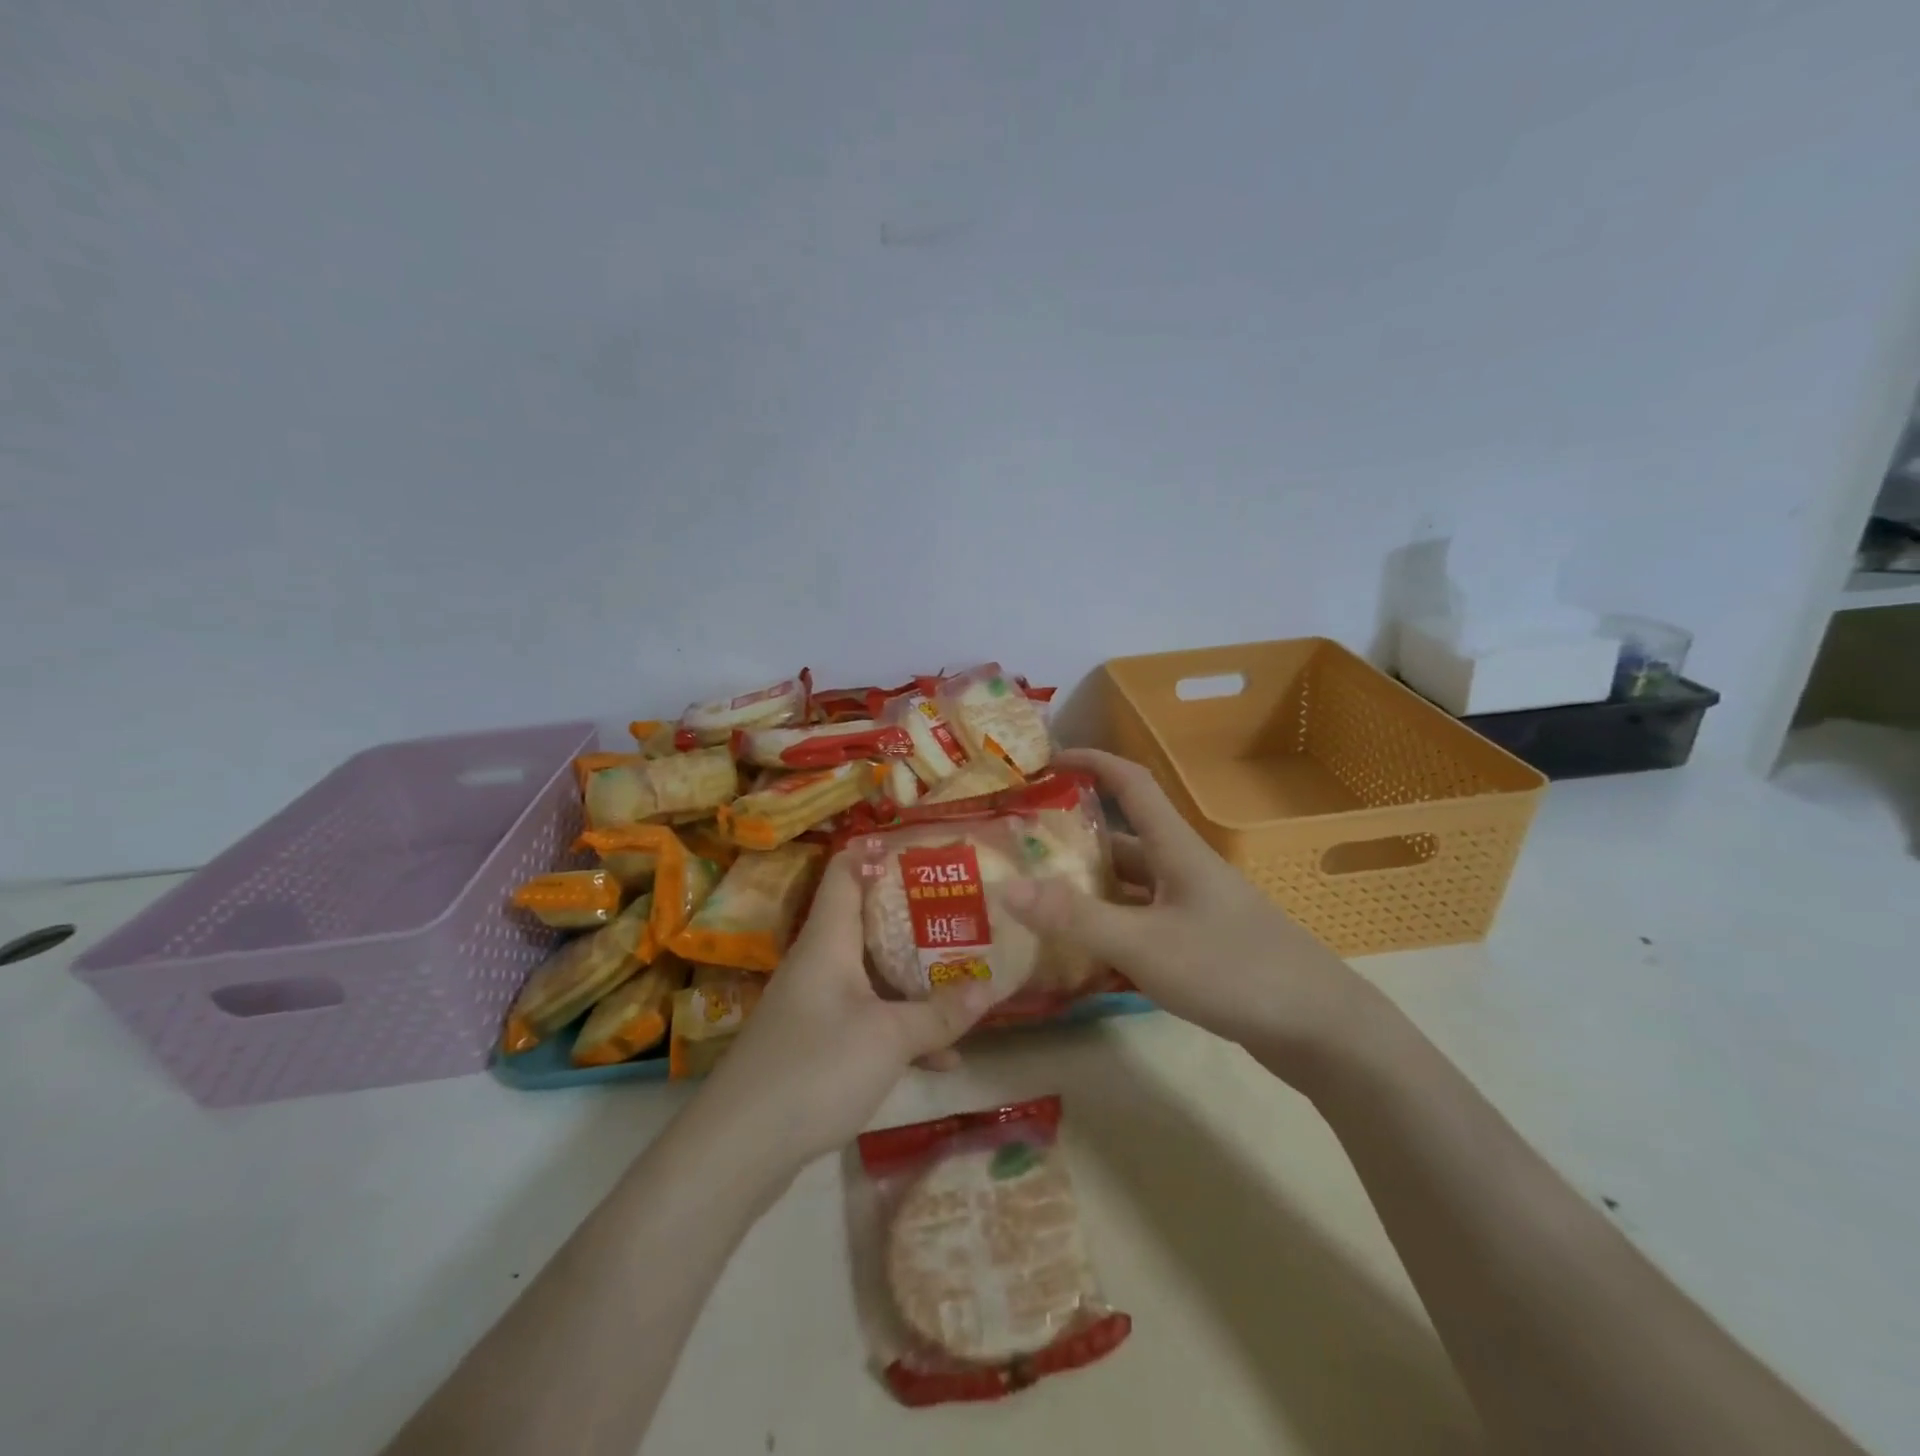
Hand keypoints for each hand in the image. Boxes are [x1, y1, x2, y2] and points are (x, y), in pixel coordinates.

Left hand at [701, 854, 997, 1167]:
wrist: (738, 1148)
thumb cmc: (815, 1068)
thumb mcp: (888, 1038)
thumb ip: (939, 1014)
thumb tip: (989, 988)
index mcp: (829, 940)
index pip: (847, 870)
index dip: (883, 854)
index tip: (930, 853)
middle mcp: (820, 962)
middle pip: (869, 922)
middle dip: (916, 918)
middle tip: (965, 913)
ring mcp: (816, 1004)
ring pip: (873, 974)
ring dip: (915, 978)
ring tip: (966, 976)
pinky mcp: (816, 1043)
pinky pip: (867, 1018)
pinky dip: (901, 1027)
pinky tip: (943, 1056)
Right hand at [997, 749, 1378, 1083]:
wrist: (1321, 1029)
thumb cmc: (1233, 970)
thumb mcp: (1145, 944)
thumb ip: (1076, 918)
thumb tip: (1005, 887)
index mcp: (1175, 849)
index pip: (1131, 783)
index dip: (1091, 761)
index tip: (1046, 759)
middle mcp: (1183, 870)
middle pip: (1122, 839)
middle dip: (1073, 837)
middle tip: (1020, 847)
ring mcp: (1194, 909)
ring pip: (1129, 886)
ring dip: (1088, 887)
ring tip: (1035, 898)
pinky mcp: (1200, 945)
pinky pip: (1141, 922)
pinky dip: (1109, 927)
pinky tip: (1079, 951)